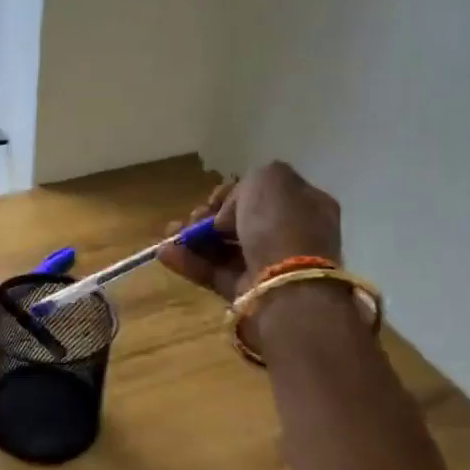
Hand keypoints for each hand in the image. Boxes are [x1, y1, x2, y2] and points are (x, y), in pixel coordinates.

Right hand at [158, 162, 343, 303]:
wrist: (285, 283)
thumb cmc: (280, 223)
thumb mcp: (269, 178)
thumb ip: (247, 182)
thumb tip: (230, 210)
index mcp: (304, 204)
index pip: (263, 193)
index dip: (234, 192)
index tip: (215, 197)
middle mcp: (288, 234)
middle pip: (239, 221)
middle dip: (209, 216)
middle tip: (194, 217)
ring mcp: (267, 265)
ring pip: (222, 247)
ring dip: (192, 237)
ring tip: (170, 233)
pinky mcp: (245, 290)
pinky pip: (213, 272)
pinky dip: (188, 262)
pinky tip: (165, 252)